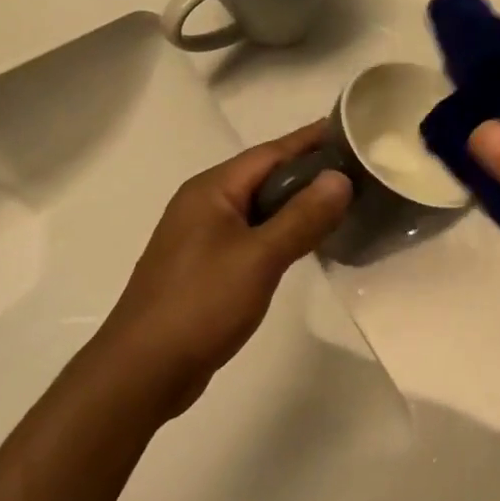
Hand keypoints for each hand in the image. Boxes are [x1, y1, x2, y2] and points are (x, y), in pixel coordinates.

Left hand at [97, 123, 351, 414]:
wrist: (142, 371)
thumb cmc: (200, 304)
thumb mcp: (259, 258)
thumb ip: (302, 217)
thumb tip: (339, 177)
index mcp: (211, 189)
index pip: (270, 152)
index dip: (310, 140)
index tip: (350, 129)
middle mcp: (203, 203)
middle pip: (263, 176)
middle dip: (308, 170)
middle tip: (357, 169)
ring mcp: (201, 235)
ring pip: (258, 207)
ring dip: (295, 202)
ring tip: (340, 202)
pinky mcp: (205, 265)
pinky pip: (250, 234)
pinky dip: (279, 230)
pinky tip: (304, 241)